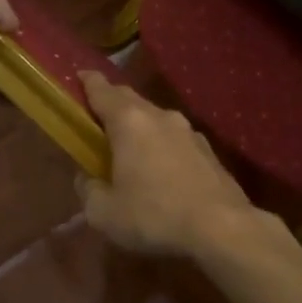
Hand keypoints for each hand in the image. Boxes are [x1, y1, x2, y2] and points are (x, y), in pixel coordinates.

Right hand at [76, 72, 258, 257]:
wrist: (221, 227)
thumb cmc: (154, 215)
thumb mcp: (104, 213)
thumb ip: (89, 190)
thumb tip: (87, 179)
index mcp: (129, 122)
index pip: (102, 90)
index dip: (88, 82)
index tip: (79, 76)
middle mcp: (160, 116)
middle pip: (130, 99)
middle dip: (112, 102)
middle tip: (97, 114)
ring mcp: (188, 131)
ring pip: (155, 118)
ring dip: (139, 125)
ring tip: (128, 145)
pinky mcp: (208, 150)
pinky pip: (175, 138)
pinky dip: (161, 144)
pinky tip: (160, 167)